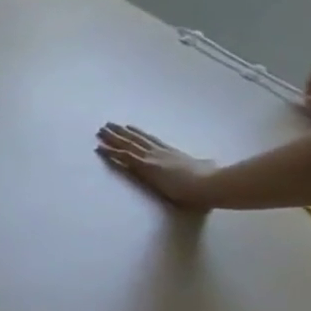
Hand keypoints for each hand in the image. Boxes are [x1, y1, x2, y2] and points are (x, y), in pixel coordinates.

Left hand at [95, 123, 216, 208]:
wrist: (211, 185)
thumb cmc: (212, 180)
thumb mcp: (209, 168)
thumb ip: (205, 164)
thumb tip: (210, 162)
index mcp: (175, 153)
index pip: (152, 141)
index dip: (139, 134)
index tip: (128, 127)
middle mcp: (161, 152)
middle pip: (136, 139)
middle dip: (121, 132)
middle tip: (108, 124)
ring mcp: (152, 158)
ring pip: (127, 144)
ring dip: (112, 137)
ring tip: (100, 130)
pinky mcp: (145, 166)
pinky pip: (123, 156)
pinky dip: (110, 151)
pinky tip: (99, 147)